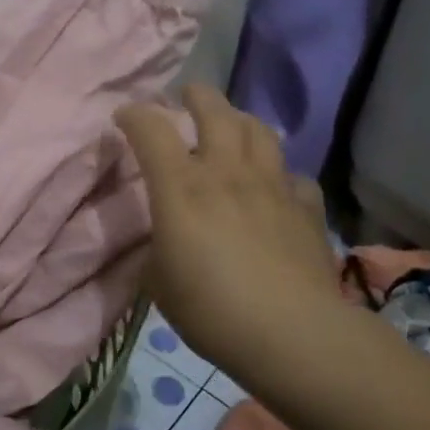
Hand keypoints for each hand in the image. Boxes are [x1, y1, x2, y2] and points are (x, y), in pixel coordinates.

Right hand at [117, 84, 342, 375]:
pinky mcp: (305, 208)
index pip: (151, 130)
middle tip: (187, 96)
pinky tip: (275, 187)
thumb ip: (156, 248)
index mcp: (181, 187)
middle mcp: (226, 172)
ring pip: (259, 131)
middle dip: (197, 96)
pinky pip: (293, 177)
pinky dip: (279, 175)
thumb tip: (163, 239)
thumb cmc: (211, 309)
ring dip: (240, 120)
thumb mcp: (159, 282)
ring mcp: (271, 186)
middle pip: (215, 111)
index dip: (134, 115)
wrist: (291, 334)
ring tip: (231, 126)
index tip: (124, 116)